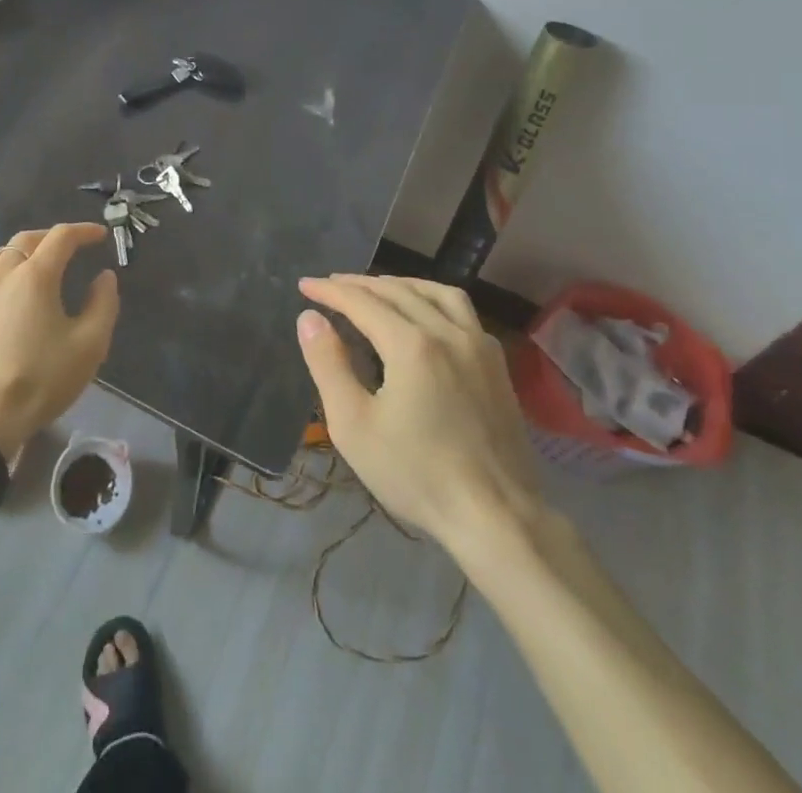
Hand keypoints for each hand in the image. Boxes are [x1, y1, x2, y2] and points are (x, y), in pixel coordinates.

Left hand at [0, 224, 119, 459]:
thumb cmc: (38, 382)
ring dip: (13, 253)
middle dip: (49, 238)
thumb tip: (104, 277)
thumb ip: (103, 305)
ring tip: (25, 267)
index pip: (62, 238)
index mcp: (34, 276)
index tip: (99, 236)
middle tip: (66, 249)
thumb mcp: (88, 347)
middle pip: (24, 240)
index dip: (83, 231)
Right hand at [296, 274, 543, 553]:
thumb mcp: (354, 425)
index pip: (362, 302)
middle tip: (331, 285)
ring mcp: (478, 345)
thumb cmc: (416, 474)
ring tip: (377, 289)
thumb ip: (328, 364)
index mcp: (411, 344)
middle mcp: (447, 331)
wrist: (496, 517)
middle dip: (359, 284)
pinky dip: (433, 299)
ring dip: (400, 284)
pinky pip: (462, 311)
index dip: (329, 291)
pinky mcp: (496, 364)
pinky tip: (425, 313)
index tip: (304, 285)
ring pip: (436, 292)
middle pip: (397, 291)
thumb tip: (309, 318)